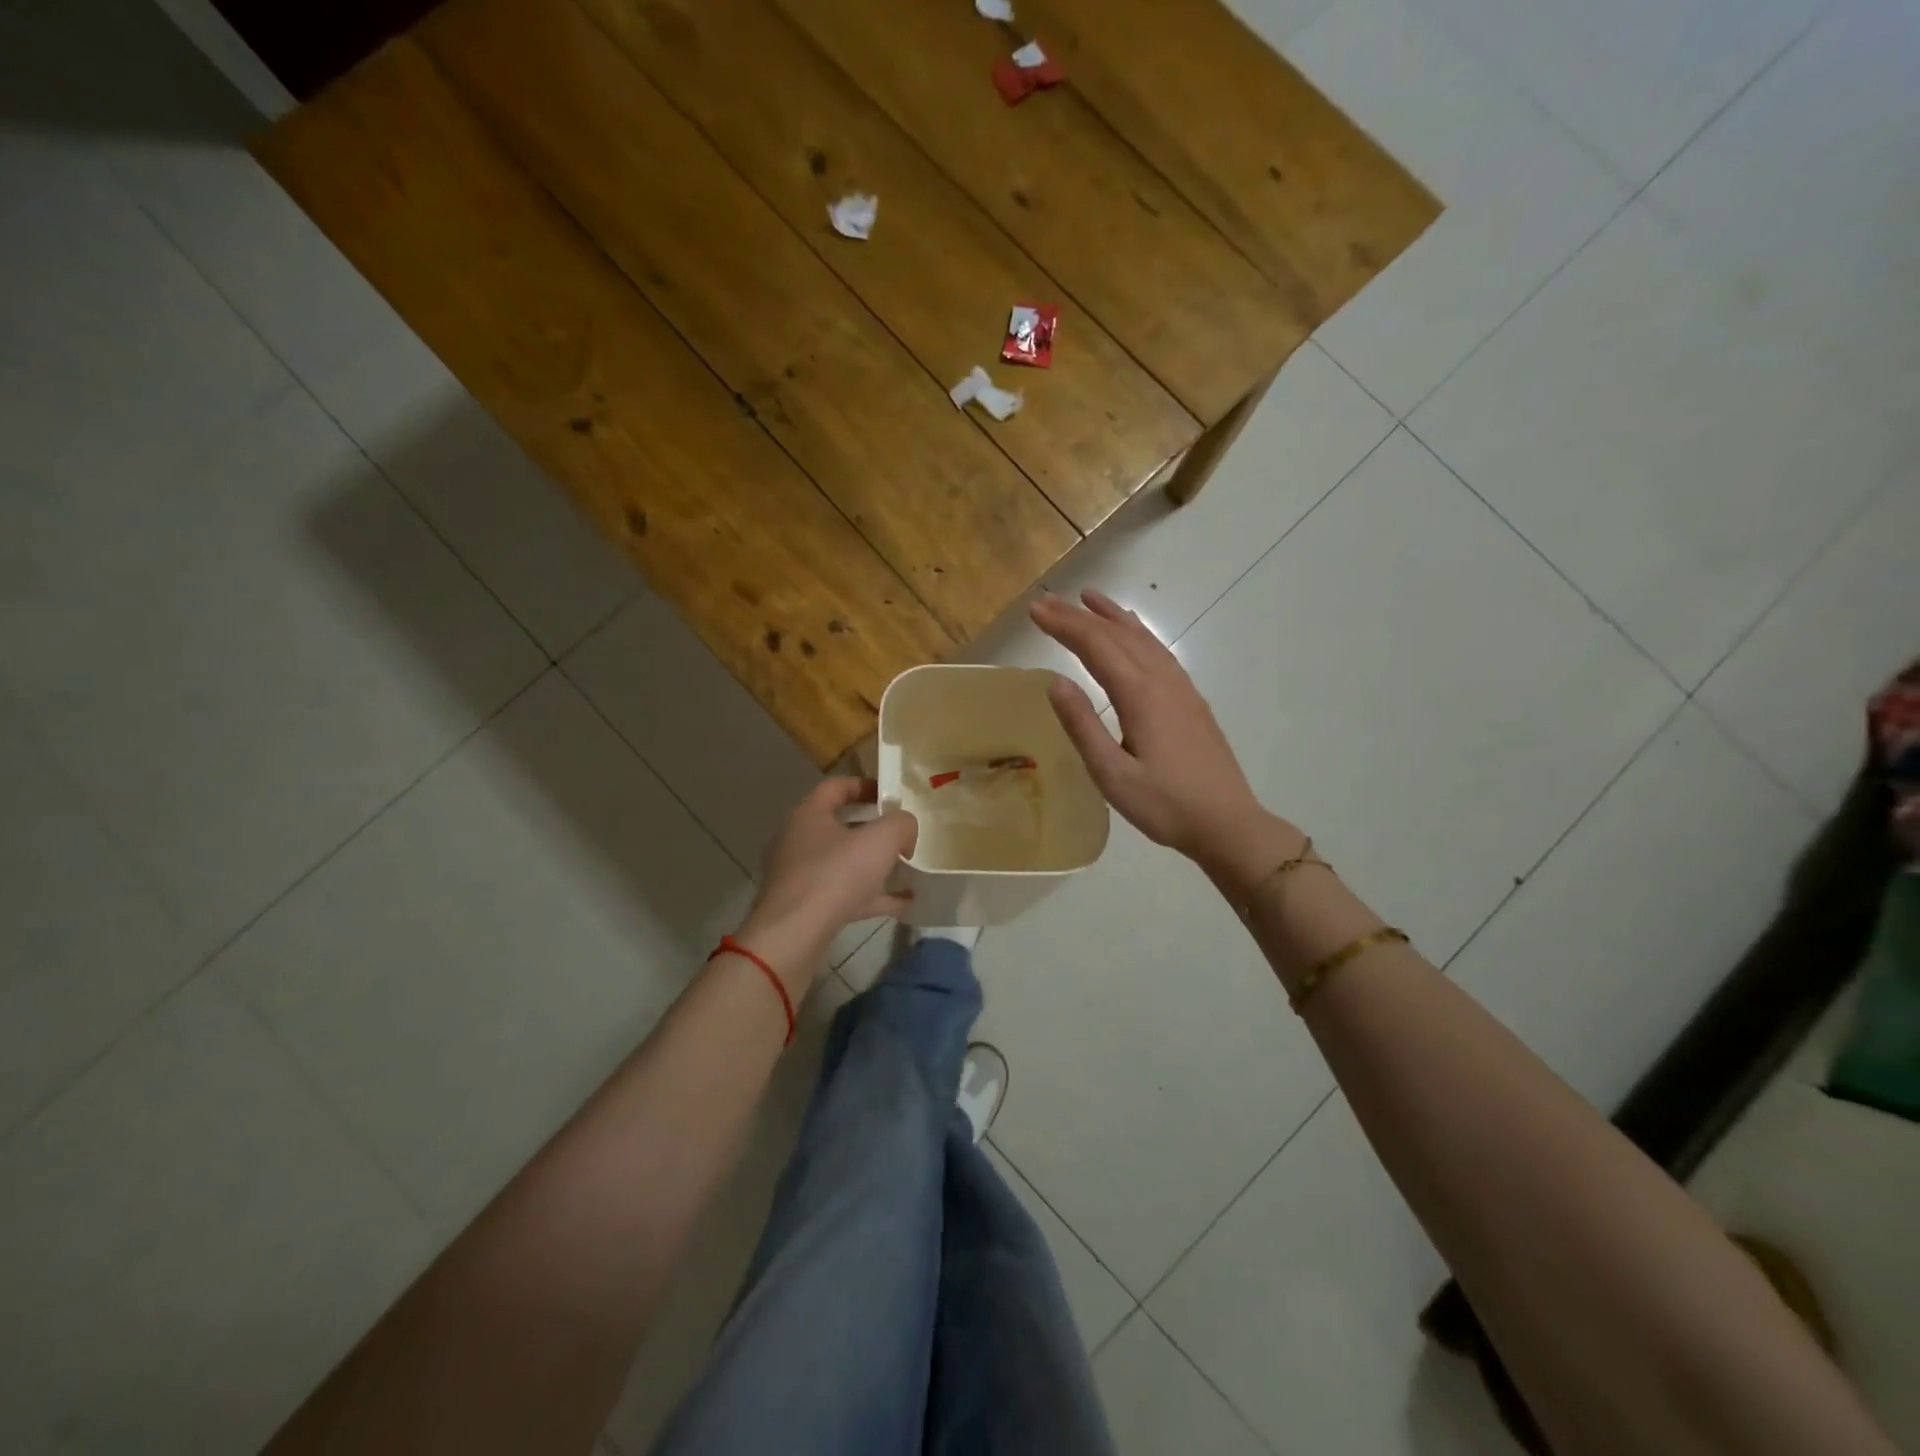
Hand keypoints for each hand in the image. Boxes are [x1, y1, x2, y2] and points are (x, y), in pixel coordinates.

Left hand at [734, 778, 917, 991]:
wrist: (794, 936)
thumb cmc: (836, 875)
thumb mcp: (881, 839)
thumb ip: (901, 824)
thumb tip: (905, 830)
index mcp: (809, 814)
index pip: (837, 787)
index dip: (866, 786)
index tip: (892, 795)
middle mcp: (799, 840)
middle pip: (840, 826)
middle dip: (874, 830)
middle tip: (901, 835)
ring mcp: (800, 876)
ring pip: (843, 863)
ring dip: (874, 866)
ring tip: (907, 870)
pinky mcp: (805, 907)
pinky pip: (845, 895)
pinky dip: (872, 896)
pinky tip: (903, 904)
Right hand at [1031, 590, 1297, 889]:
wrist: (1227, 823)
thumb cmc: (1164, 805)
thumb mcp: (1112, 774)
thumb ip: (1083, 726)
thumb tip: (1055, 682)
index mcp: (1140, 696)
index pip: (1095, 646)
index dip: (1064, 625)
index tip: (1035, 610)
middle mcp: (1162, 681)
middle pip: (1117, 635)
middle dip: (1080, 616)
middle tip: (1048, 601)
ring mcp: (1181, 688)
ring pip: (1143, 638)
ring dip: (1112, 616)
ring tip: (1089, 598)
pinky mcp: (1191, 700)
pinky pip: (1159, 651)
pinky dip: (1138, 633)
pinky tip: (1134, 634)